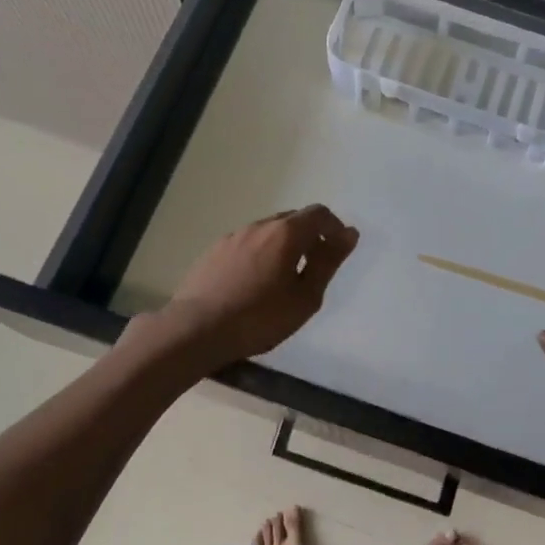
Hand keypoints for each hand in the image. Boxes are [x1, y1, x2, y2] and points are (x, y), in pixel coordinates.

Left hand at [135, 206, 359, 369]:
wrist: (195, 330)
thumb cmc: (260, 318)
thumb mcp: (305, 297)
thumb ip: (328, 262)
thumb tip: (349, 234)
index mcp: (285, 233)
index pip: (318, 213)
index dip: (334, 227)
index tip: (338, 251)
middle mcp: (259, 226)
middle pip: (292, 219)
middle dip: (309, 236)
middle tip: (314, 267)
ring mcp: (232, 237)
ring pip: (267, 232)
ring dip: (283, 246)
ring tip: (284, 279)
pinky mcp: (213, 252)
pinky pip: (246, 244)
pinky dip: (260, 254)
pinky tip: (254, 283)